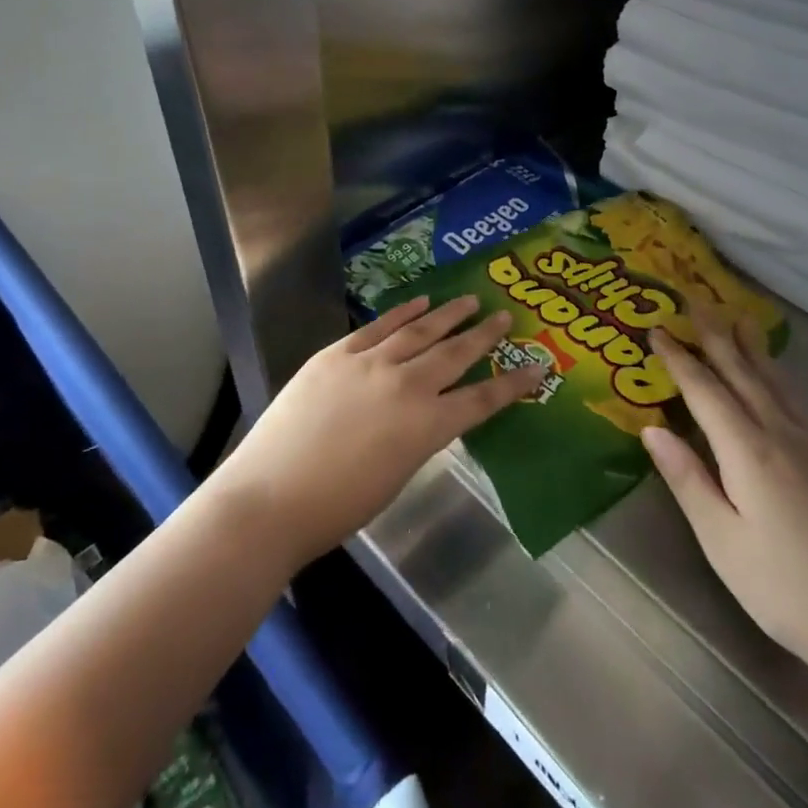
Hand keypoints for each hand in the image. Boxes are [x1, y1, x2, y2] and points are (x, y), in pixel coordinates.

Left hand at [207, 295, 546, 566]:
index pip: (482, 399)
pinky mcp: (337, 354)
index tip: (538, 367)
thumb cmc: (337, 507)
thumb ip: (417, 437)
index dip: (513, 384)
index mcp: (427, 427)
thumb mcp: (395, 476)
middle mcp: (407, 386)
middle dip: (484, 336)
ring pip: (420, 331)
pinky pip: (378, 326)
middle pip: (455, 354)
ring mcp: (370, 364)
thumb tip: (425, 414)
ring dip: (448, 315)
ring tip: (470, 300)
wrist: (270, 497)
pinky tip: (420, 302)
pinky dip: (402, 312)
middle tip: (506, 317)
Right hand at [643, 316, 807, 684]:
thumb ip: (688, 480)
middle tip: (696, 301)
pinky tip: (781, 378)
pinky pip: (801, 400)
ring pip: (777, 382)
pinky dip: (782, 376)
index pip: (706, 390)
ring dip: (753, 348)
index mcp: (750, 452)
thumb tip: (651, 428)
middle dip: (717, 336)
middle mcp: (785, 434)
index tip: (657, 329)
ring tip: (740, 318)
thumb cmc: (787, 590)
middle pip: (744, 373)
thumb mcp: (723, 543)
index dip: (679, 358)